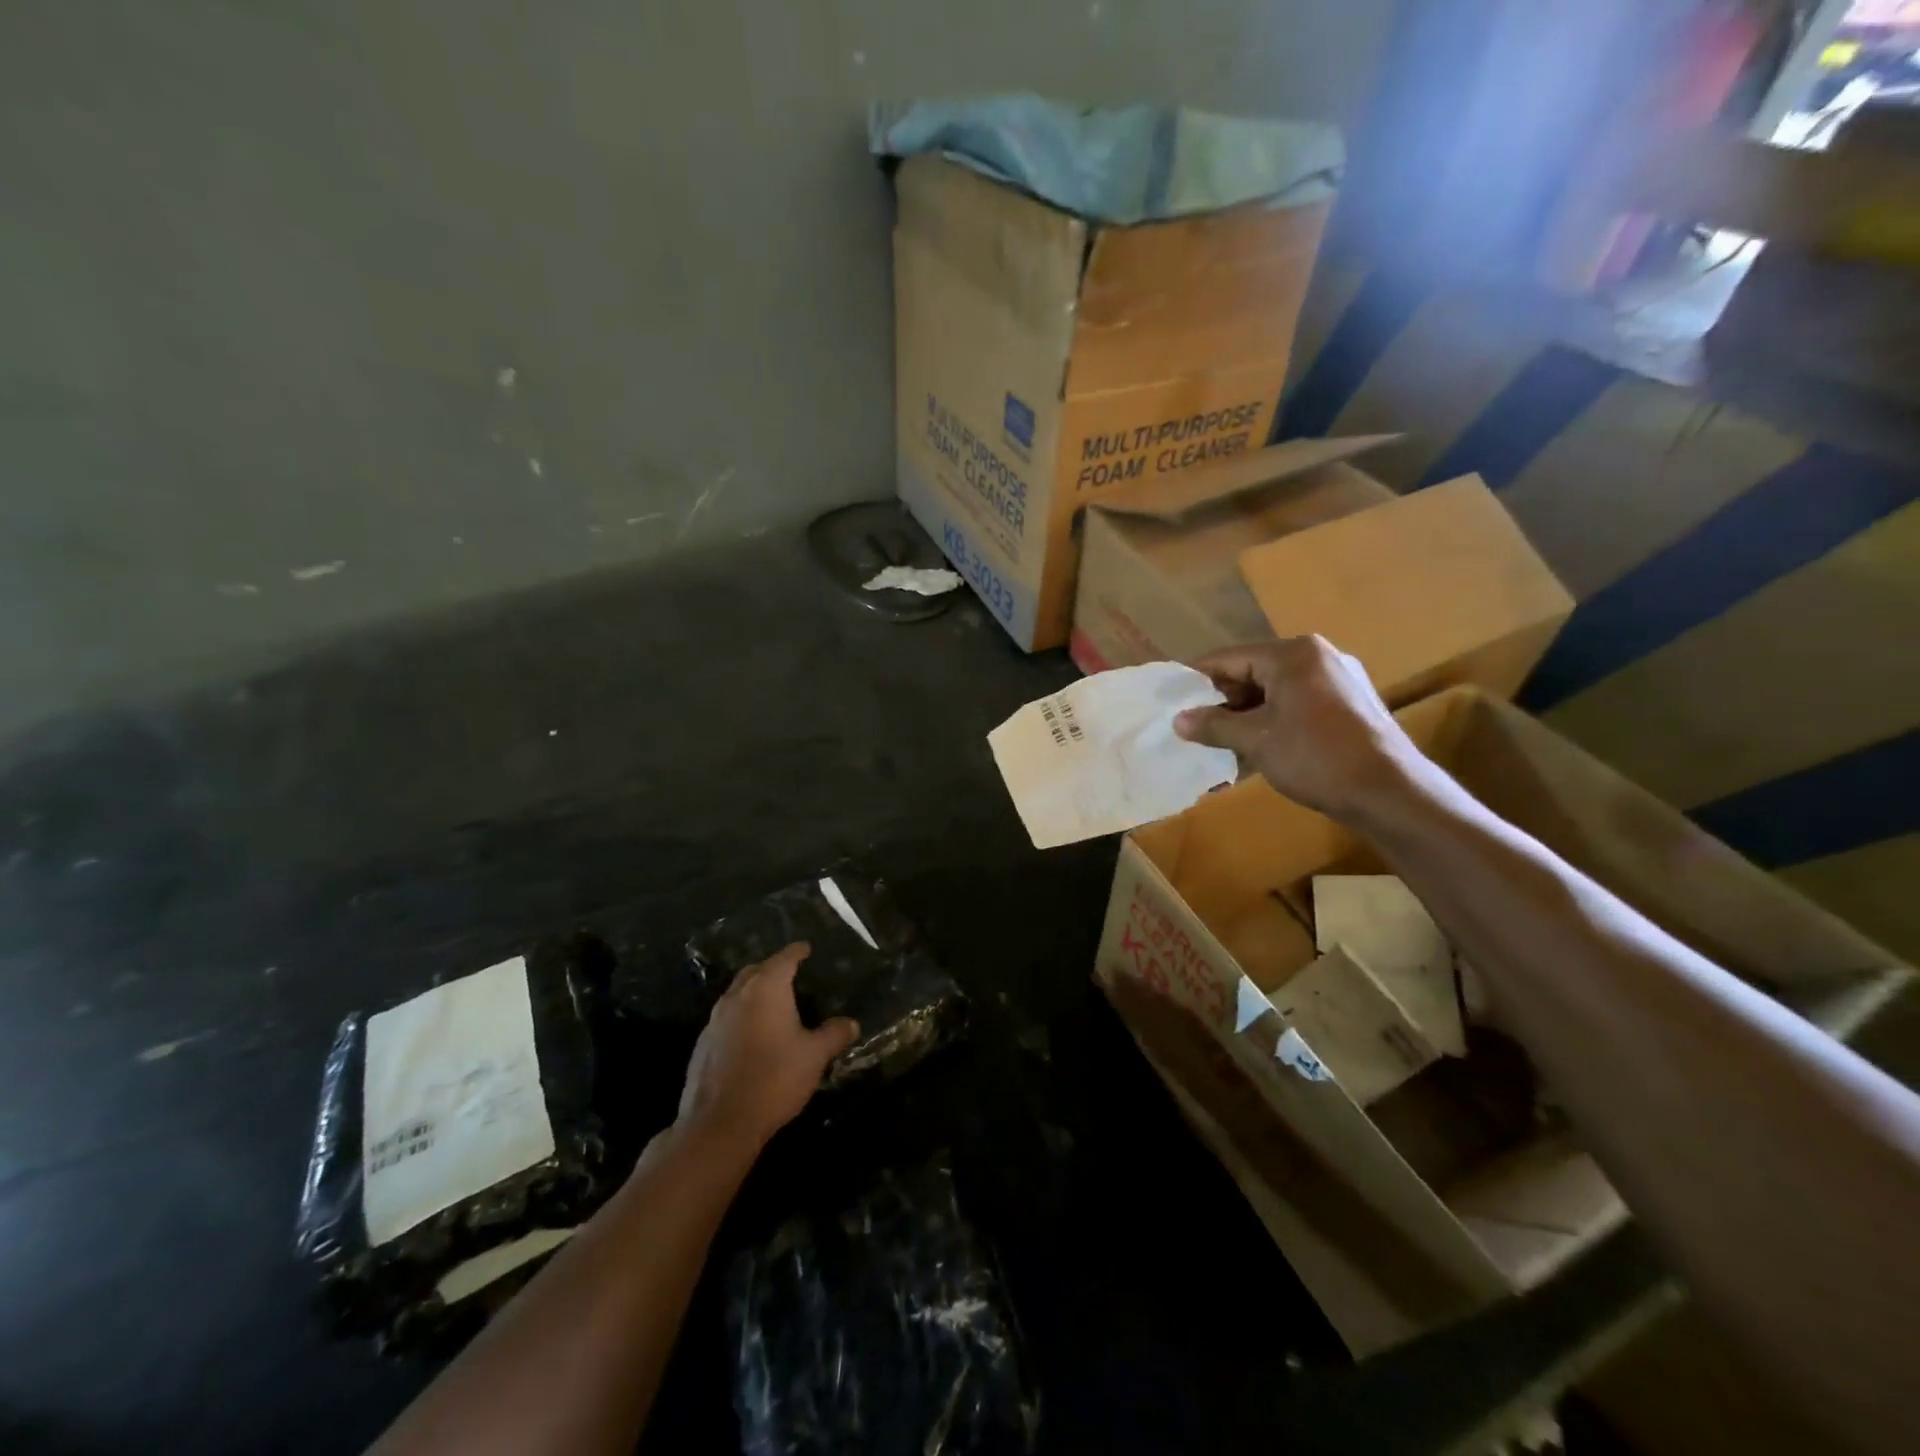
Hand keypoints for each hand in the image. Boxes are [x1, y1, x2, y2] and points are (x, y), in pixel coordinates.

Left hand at [675, 942, 858, 1155]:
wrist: (719, 1124)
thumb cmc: (774, 1079)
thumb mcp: (814, 1056)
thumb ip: (833, 1035)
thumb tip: (851, 1023)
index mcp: (766, 989)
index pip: (784, 958)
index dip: (797, 951)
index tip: (806, 948)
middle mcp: (737, 996)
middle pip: (755, 971)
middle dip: (772, 968)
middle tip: (790, 974)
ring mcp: (714, 1020)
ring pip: (737, 994)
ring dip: (754, 993)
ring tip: (772, 1004)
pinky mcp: (702, 1045)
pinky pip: (725, 1019)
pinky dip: (741, 1017)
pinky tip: (751, 1036)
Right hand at [1173, 637, 1426, 821]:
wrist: (1390, 792)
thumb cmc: (1316, 756)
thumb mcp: (1255, 740)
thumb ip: (1214, 725)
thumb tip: (1179, 720)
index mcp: (1293, 654)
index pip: (1229, 658)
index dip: (1196, 679)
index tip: (1170, 699)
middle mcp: (1318, 657)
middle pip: (1253, 672)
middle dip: (1223, 701)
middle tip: (1194, 727)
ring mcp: (1339, 680)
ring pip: (1276, 691)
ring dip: (1247, 715)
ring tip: (1222, 743)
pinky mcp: (1351, 705)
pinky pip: (1298, 704)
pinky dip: (1274, 721)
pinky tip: (1259, 748)